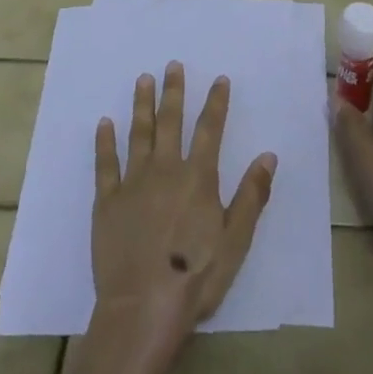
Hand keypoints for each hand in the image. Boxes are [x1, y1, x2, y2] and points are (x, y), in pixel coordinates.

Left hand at [92, 62, 276, 355]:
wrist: (142, 309)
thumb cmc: (195, 279)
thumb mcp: (235, 242)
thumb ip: (252, 196)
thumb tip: (268, 155)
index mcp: (197, 178)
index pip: (210, 130)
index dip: (216, 103)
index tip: (220, 79)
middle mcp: (165, 169)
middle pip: (170, 122)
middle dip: (174, 91)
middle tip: (172, 64)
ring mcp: (133, 183)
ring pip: (138, 133)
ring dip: (142, 105)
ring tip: (143, 79)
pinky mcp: (107, 201)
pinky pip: (105, 163)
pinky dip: (105, 141)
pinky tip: (104, 122)